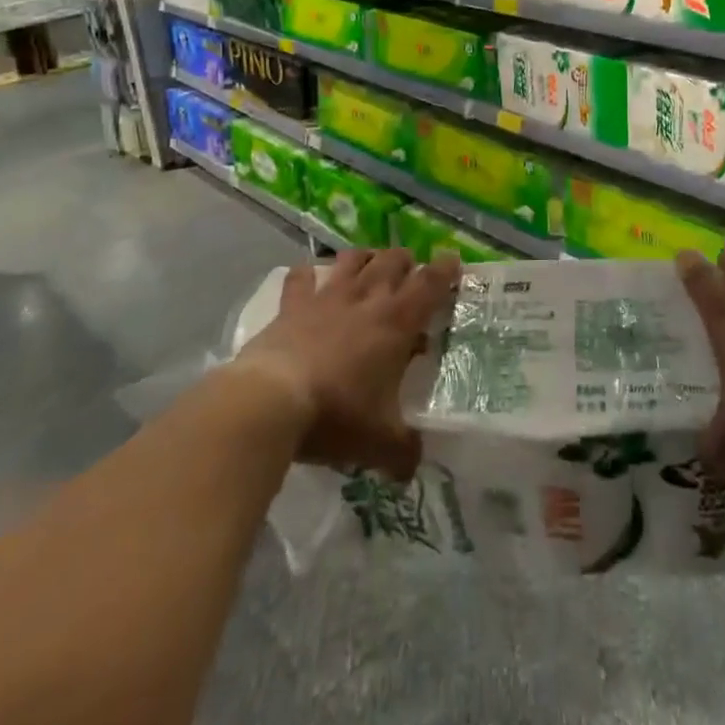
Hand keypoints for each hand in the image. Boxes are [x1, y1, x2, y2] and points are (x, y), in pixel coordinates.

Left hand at [233, 248, 458, 479]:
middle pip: (393, 261)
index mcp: (397, 321)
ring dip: (365, 257)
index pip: (430, 283)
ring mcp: (327, 297)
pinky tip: (309, 277)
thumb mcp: (379, 442)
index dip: (445, 269)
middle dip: (406, 261)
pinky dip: (307, 274)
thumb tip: (413, 467)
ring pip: (353, 259)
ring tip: (369, 264)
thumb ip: (403, 453)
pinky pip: (301, 277)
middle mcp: (367, 298)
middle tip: (411, 272)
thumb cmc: (337, 414)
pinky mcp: (292, 305)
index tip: (453, 260)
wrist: (271, 401)